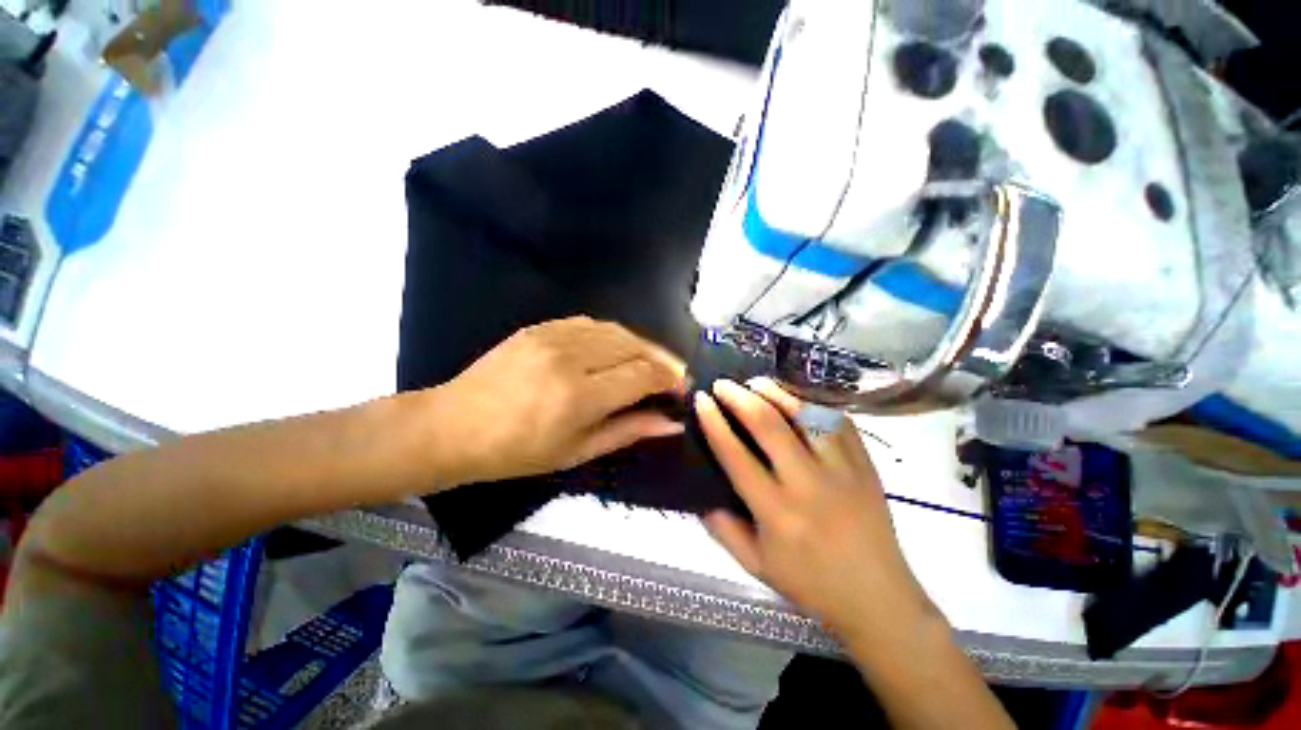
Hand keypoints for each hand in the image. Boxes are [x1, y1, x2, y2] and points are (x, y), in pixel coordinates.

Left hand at [434, 317, 686, 483]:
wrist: (454, 426)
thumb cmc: (517, 452)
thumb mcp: (578, 451)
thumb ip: (630, 430)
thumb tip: (673, 422)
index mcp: (580, 395)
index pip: (643, 374)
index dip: (670, 379)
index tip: (682, 389)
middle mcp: (571, 357)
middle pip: (635, 345)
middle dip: (662, 360)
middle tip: (672, 377)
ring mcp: (553, 336)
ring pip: (617, 330)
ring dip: (641, 345)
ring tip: (649, 363)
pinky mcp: (541, 327)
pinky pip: (591, 323)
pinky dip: (614, 335)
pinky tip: (617, 349)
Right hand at [695, 378, 932, 638]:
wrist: (879, 598)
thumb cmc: (811, 584)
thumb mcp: (756, 566)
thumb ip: (723, 530)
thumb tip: (700, 496)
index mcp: (776, 512)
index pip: (735, 455)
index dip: (714, 422)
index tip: (702, 400)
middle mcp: (807, 484)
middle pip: (768, 425)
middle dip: (740, 397)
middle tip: (723, 384)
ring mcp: (842, 470)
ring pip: (805, 415)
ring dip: (775, 392)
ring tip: (756, 381)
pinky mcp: (866, 465)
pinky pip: (838, 421)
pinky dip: (813, 403)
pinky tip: (797, 398)